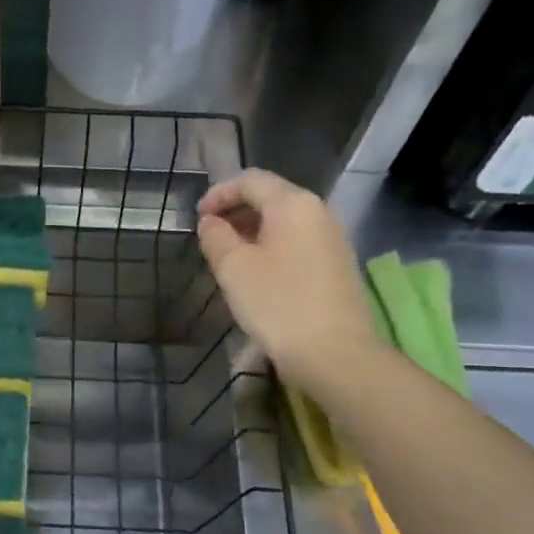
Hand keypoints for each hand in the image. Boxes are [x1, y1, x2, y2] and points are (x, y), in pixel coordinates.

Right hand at [197, 168, 377, 379]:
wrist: (334, 353)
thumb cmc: (278, 303)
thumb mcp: (234, 268)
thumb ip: (216, 237)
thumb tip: (211, 222)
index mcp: (293, 204)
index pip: (251, 181)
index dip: (219, 194)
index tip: (197, 218)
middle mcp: (318, 212)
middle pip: (271, 198)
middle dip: (236, 212)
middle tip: (209, 237)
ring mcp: (332, 239)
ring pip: (284, 223)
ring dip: (252, 232)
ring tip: (228, 257)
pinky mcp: (337, 266)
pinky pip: (297, 243)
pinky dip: (271, 248)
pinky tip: (256, 274)